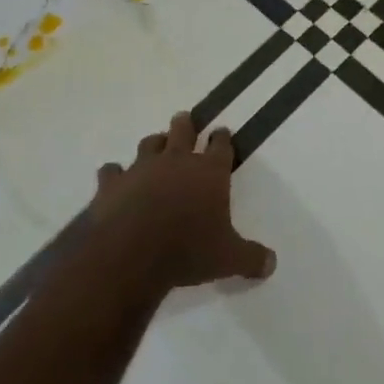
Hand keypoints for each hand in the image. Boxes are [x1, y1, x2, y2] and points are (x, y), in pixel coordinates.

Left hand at [90, 111, 275, 289]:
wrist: (130, 254)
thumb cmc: (187, 251)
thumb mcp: (228, 259)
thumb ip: (251, 258)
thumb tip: (272, 263)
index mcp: (209, 172)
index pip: (220, 146)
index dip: (222, 138)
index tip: (222, 132)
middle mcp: (176, 161)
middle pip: (182, 131)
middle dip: (185, 125)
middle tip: (184, 120)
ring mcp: (141, 169)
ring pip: (148, 144)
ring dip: (154, 144)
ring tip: (156, 145)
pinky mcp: (111, 184)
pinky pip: (111, 171)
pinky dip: (114, 174)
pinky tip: (114, 178)